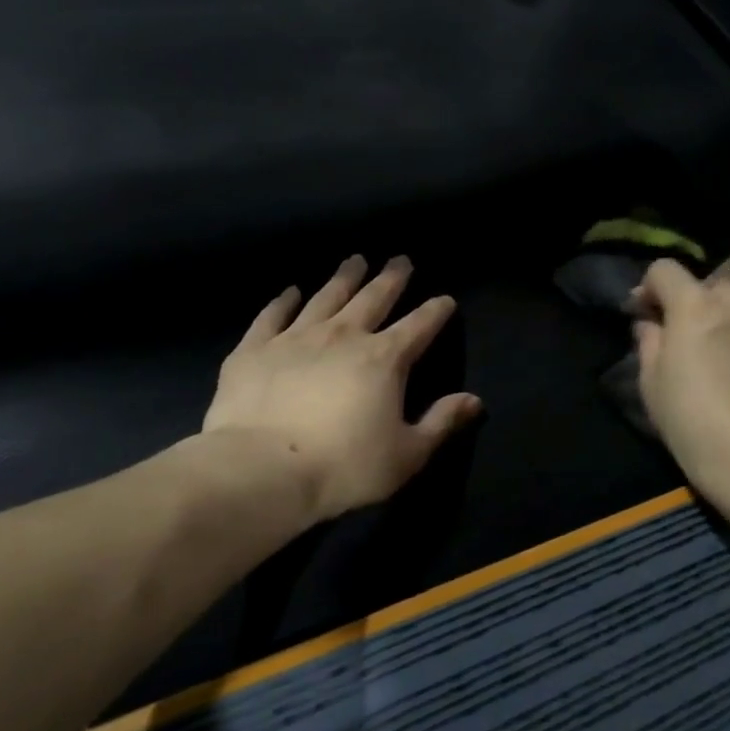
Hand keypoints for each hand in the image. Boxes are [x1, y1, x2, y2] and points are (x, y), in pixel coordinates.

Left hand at [202, 256, 480, 521]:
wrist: (261, 470)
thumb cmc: (343, 466)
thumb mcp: (406, 454)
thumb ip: (441, 422)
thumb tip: (474, 400)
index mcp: (385, 359)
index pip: (420, 325)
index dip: (436, 311)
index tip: (445, 299)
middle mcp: (344, 335)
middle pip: (374, 298)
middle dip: (391, 278)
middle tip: (400, 260)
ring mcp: (296, 337)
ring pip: (326, 296)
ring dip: (344, 278)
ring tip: (355, 261)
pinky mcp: (255, 349)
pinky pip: (272, 315)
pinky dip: (283, 301)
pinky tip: (290, 291)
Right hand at [633, 257, 729, 489]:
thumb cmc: (692, 419)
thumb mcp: (652, 383)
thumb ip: (649, 342)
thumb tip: (650, 324)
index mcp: (694, 304)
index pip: (665, 269)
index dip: (651, 287)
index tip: (646, 312)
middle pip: (726, 268)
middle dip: (709, 285)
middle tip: (698, 319)